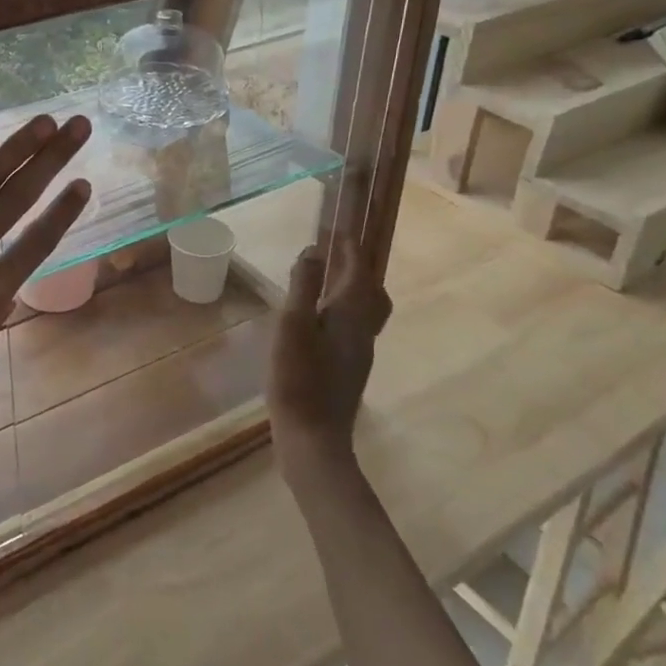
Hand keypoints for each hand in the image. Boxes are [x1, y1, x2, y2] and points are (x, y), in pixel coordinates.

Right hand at [267, 237, 392, 461]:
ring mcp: (359, 352)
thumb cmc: (299, 377)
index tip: (340, 228)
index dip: (349, 248)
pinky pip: (354, 325)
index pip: (357, 270)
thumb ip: (304, 286)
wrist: (313, 437)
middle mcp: (363, 330)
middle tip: (338, 252)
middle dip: (359, 268)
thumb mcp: (293, 325)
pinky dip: (343, 309)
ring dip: (353, 288)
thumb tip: (314, 251)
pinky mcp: (349, 368)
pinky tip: (320, 318)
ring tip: (328, 280)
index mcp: (350, 314)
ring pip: (366, 310)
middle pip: (372, 291)